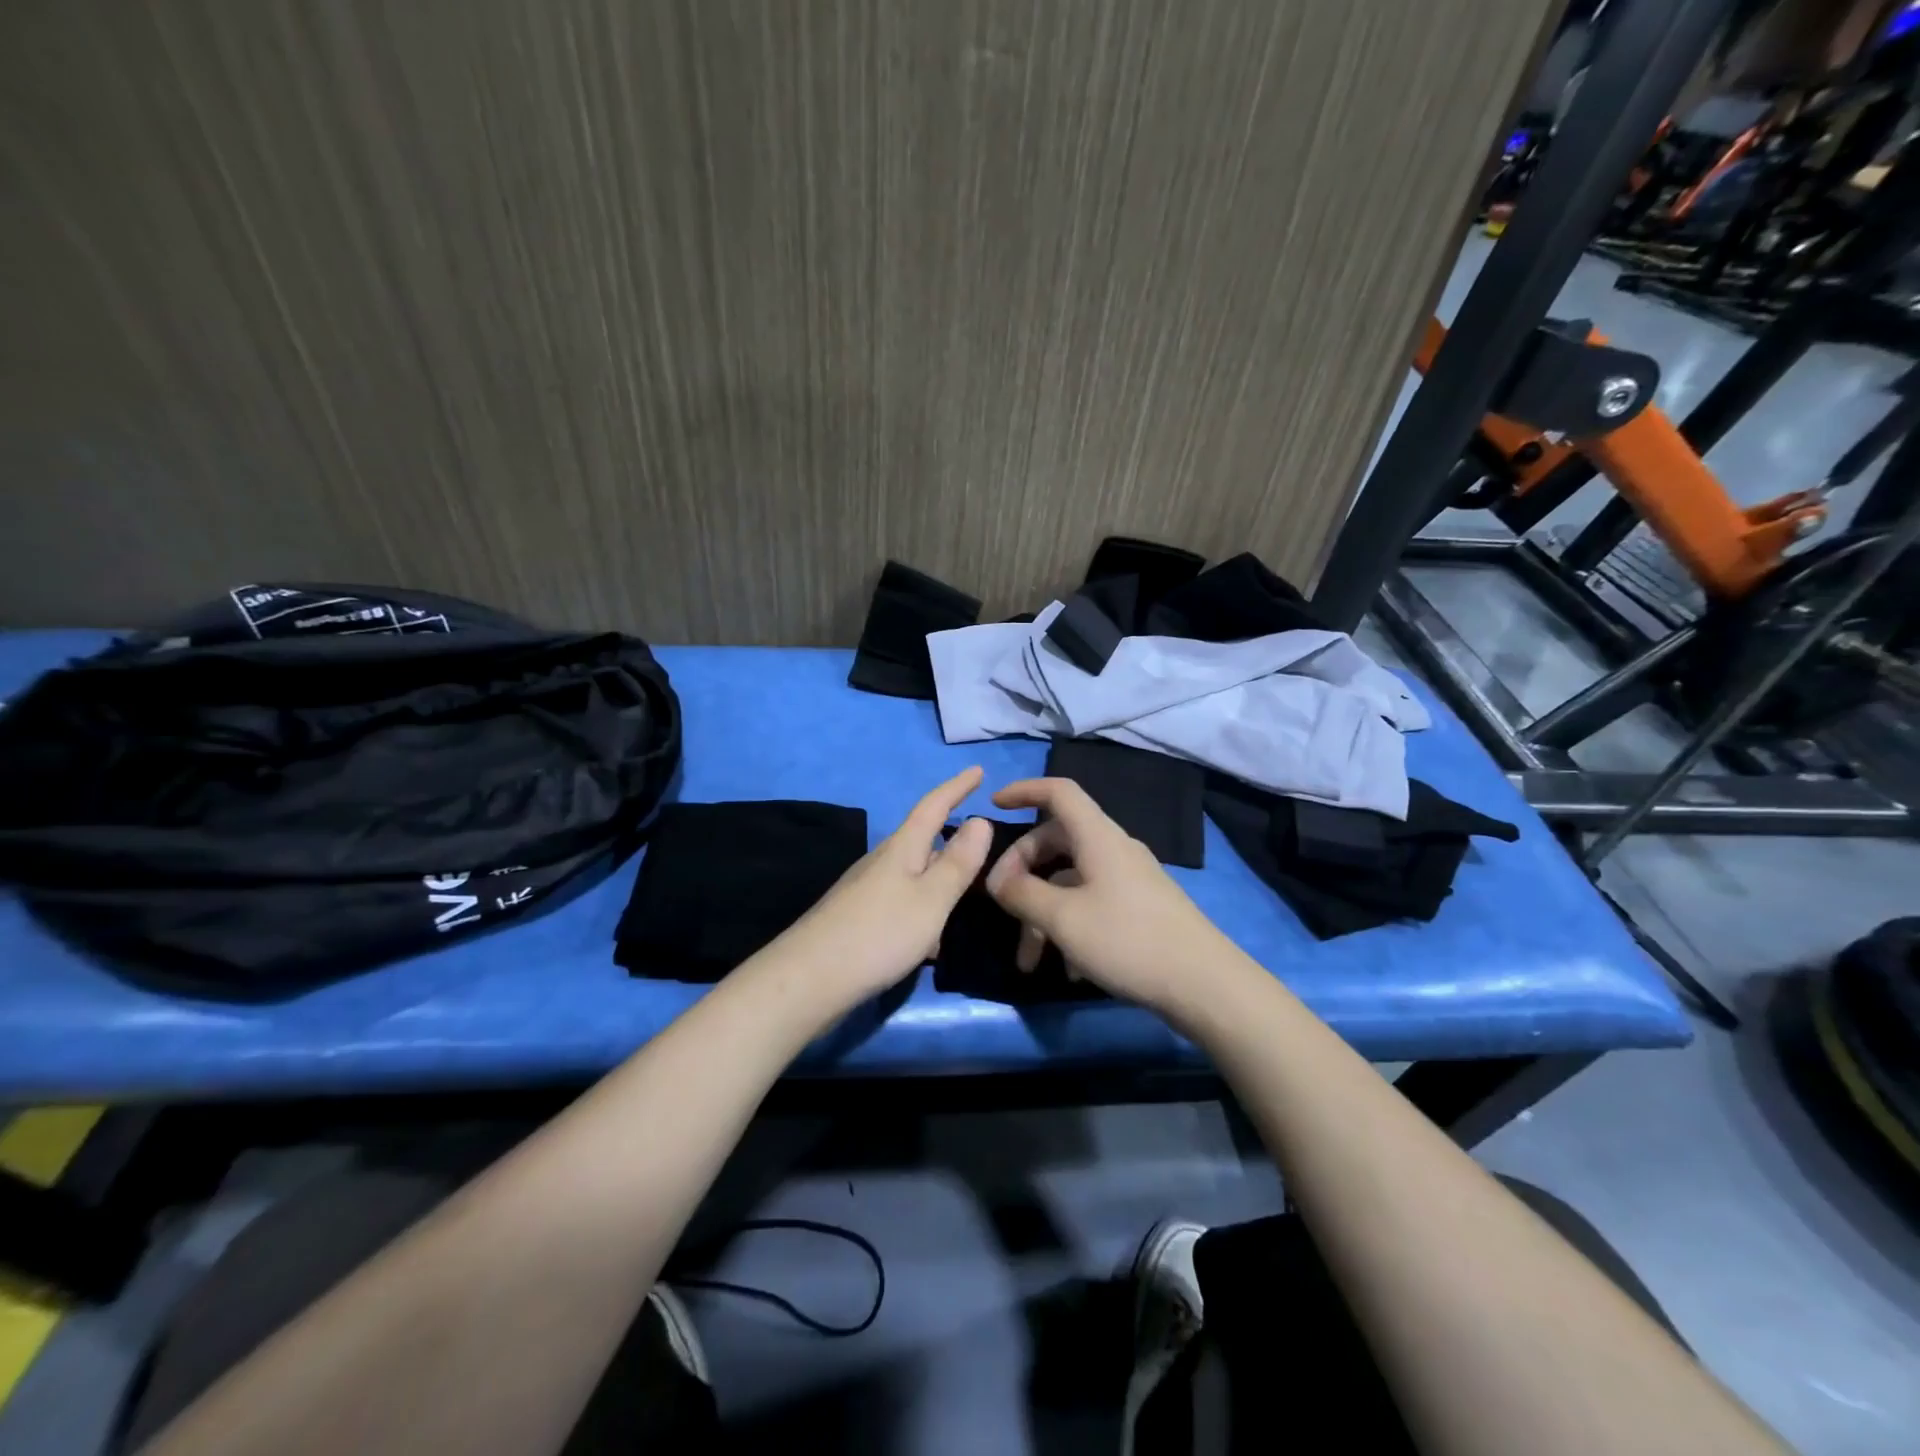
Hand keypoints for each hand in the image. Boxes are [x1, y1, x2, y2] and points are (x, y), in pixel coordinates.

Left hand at [774, 766, 994, 1008]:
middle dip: (952, 842)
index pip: (934, 806)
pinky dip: (923, 910)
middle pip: (923, 841)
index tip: (977, 770)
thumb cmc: (879, 933)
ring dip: (940, 882)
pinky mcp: (858, 916)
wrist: (809, 979)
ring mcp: (866, 889)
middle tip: (985, 849)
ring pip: (914, 875)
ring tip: (965, 900)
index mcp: (902, 848)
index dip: (957, 787)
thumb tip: (980, 820)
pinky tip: (931, 941)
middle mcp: (882, 861)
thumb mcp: (931, 899)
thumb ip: (958, 863)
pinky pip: (902, 901)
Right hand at [984, 777, 1251, 1017]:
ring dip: (1042, 913)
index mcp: (1097, 837)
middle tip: (1001, 903)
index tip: (994, 806)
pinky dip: (1069, 927)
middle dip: (1022, 871)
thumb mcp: (1063, 918)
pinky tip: (1069, 969)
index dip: (1024, 790)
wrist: (1205, 984)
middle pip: (1056, 840)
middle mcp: (1113, 849)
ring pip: (1070, 880)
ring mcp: (1129, 879)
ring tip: (1029, 961)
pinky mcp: (1139, 908)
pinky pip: (1091, 903)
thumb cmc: (1128, 940)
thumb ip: (1022, 894)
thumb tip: (997, 880)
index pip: (1059, 792)